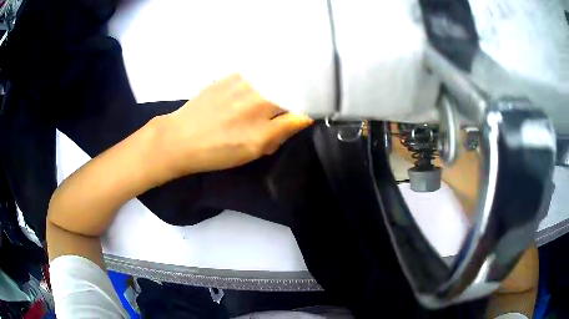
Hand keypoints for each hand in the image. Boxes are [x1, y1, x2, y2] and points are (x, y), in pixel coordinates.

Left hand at [158, 73, 312, 175]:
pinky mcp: (231, 75)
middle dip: (300, 92)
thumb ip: (282, 132)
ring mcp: (244, 83)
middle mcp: (258, 99)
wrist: (181, 138)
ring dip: (284, 81)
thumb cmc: (217, 151)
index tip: (310, 110)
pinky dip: (266, 75)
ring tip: (280, 89)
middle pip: (293, 87)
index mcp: (265, 123)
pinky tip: (260, 83)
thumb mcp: (253, 151)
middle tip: (296, 99)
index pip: (303, 109)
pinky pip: (258, 71)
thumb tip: (301, 118)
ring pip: (277, 76)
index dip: (311, 108)